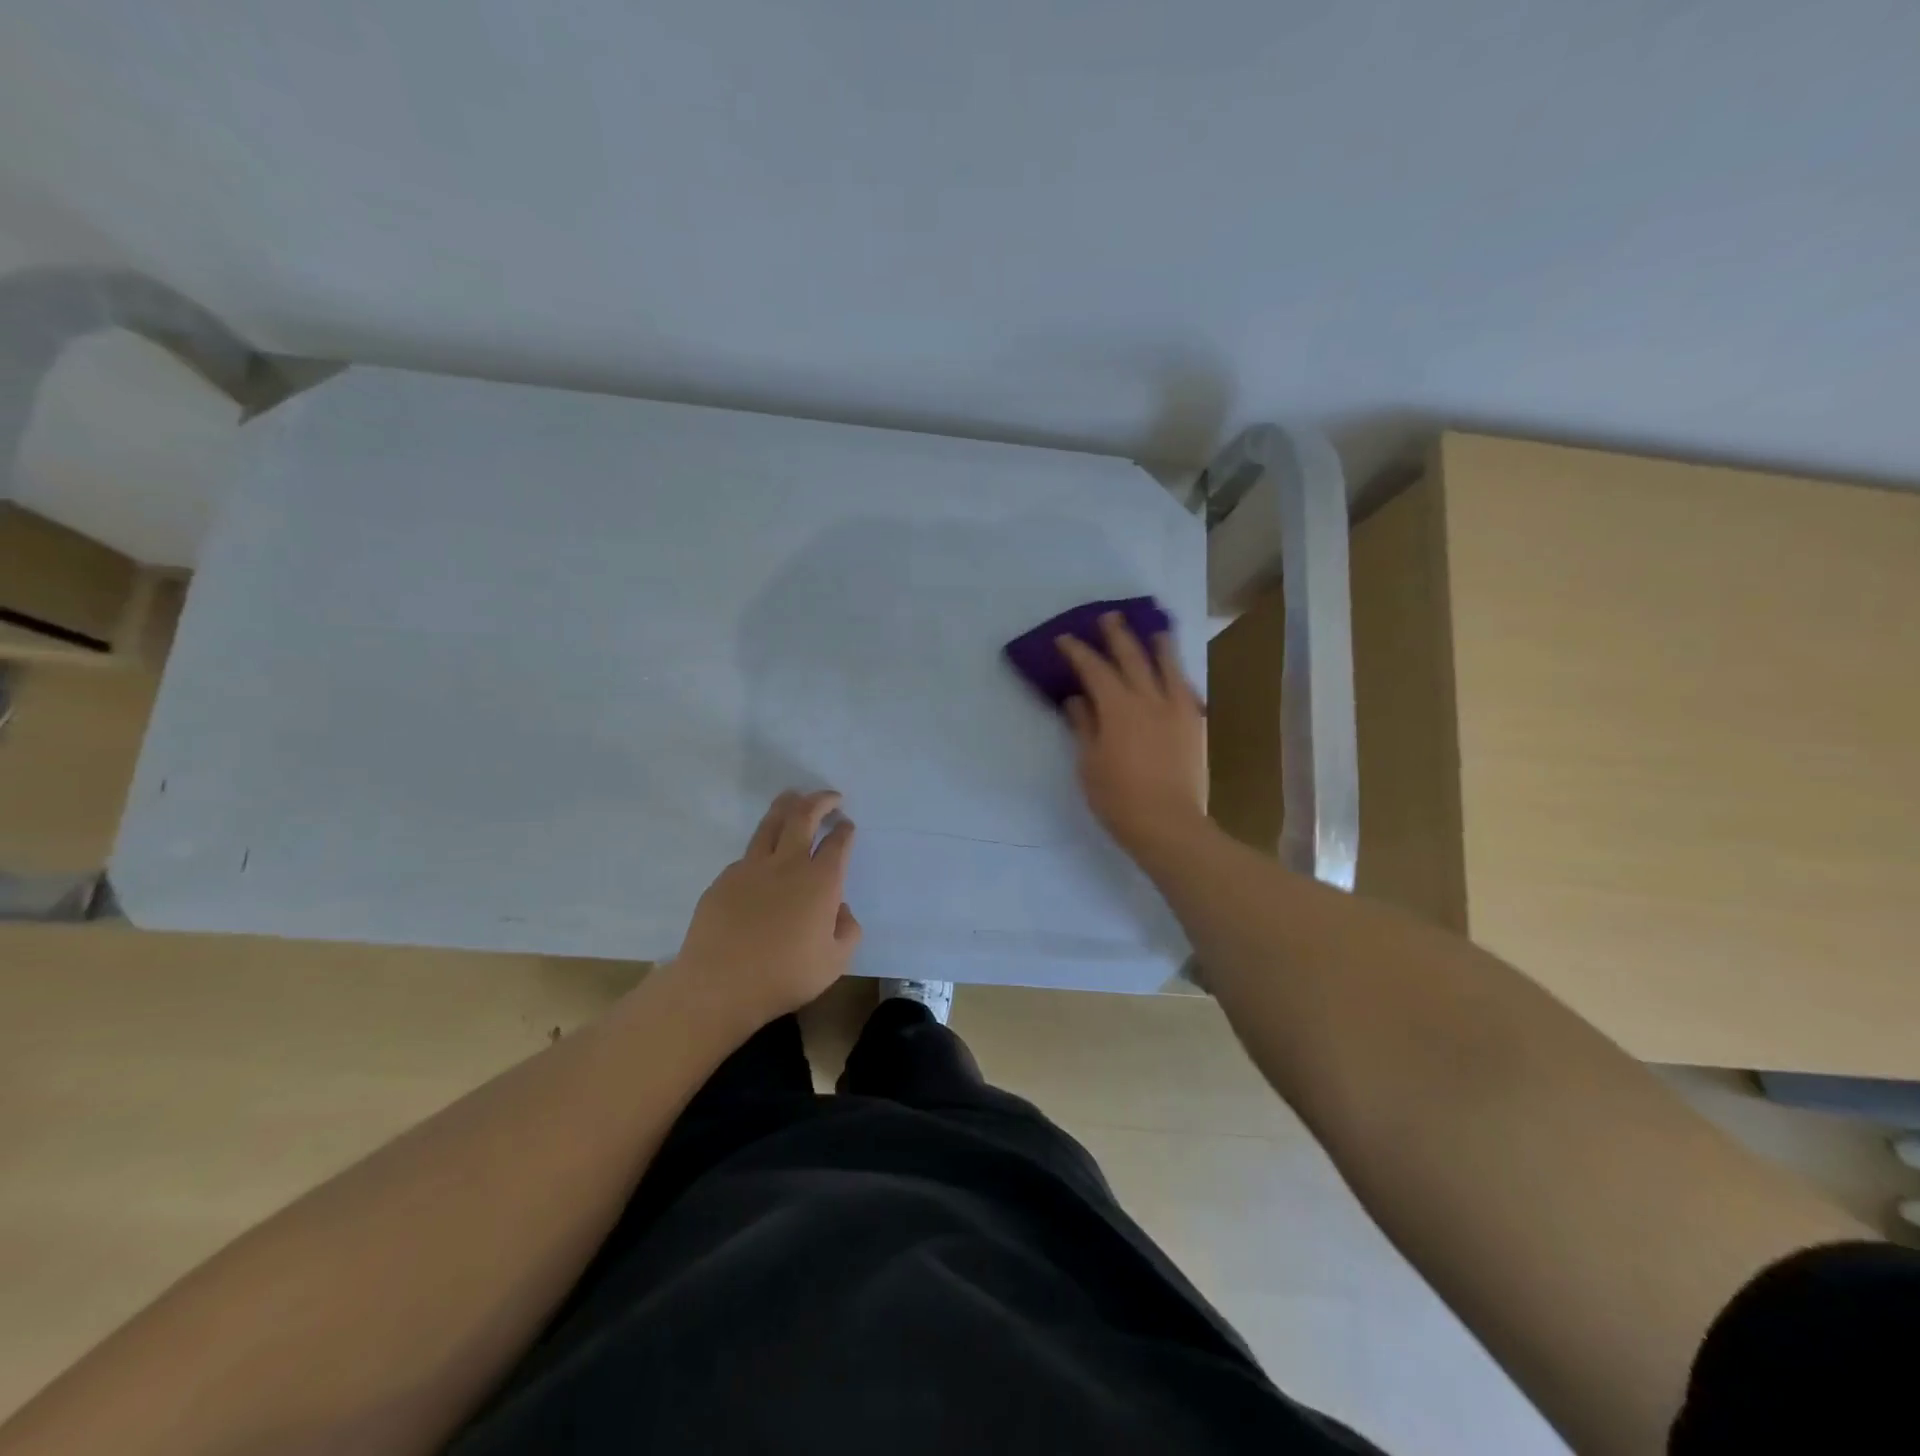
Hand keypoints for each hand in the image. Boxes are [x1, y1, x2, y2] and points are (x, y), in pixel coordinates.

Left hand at [671, 790, 862, 1023]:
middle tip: (830, 797)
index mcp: (821, 882)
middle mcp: (788, 864)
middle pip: (804, 817)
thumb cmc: (784, 976)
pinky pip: (748, 854)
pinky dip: (761, 847)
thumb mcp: (835, 962)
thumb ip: (848, 931)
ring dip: (787, 805)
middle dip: (820, 801)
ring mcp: (752, 868)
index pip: (837, 843)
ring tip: (793, 796)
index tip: (846, 825)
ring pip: (771, 824)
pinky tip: (763, 858)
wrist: (719, 985)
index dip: (844, 830)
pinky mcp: (724, 879)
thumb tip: (841, 910)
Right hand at [1056, 614, 1207, 855]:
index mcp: (1118, 708)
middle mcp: (1150, 700)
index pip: (1095, 669)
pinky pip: (1187, 690)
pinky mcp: (1195, 726)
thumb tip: (1076, 699)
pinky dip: (1178, 676)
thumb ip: (1084, 726)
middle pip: (1133, 658)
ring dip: (1158, 645)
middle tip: (1109, 617)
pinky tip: (1176, 674)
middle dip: (1118, 635)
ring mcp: (1178, 710)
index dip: (1078, 652)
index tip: (1065, 639)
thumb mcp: (1089, 763)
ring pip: (1168, 667)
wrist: (1169, 825)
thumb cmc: (1118, 798)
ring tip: (1155, 631)